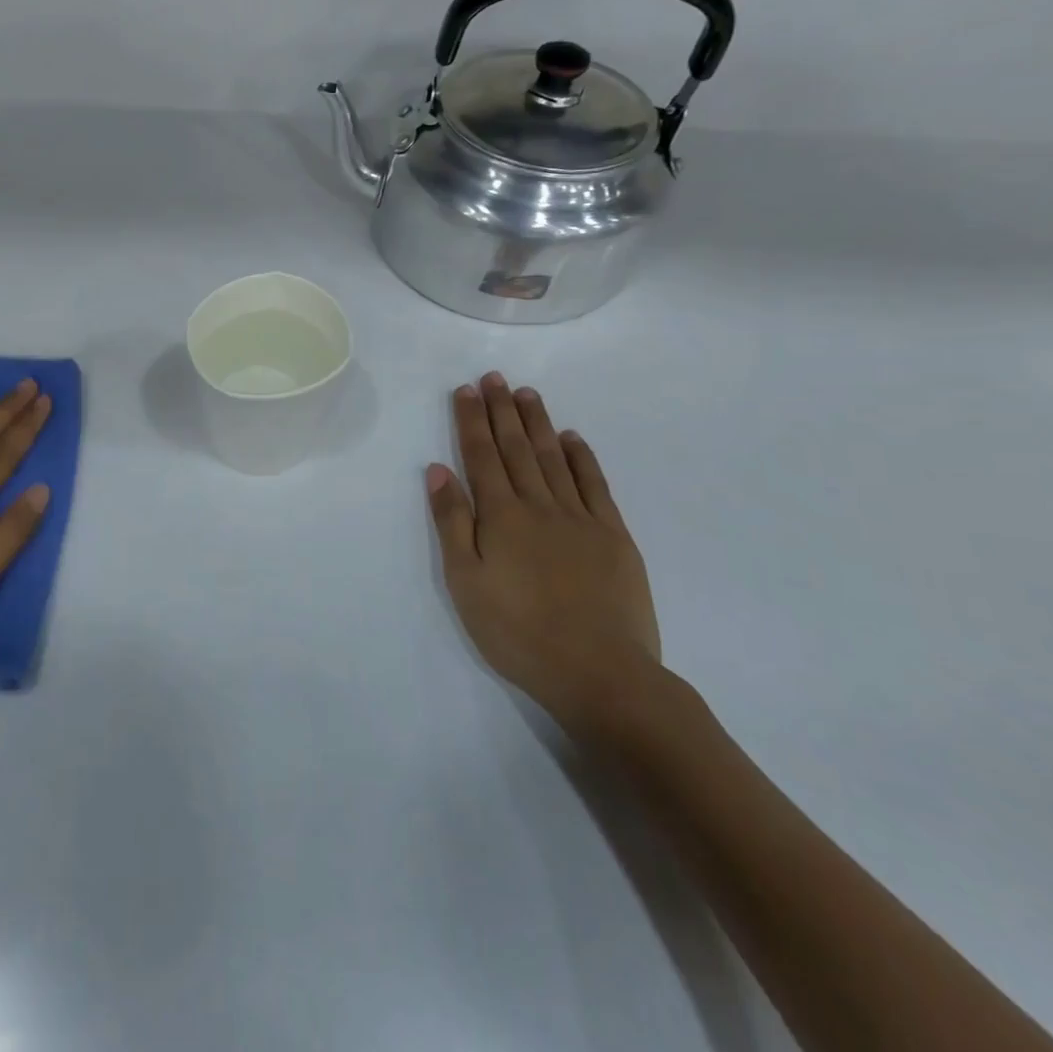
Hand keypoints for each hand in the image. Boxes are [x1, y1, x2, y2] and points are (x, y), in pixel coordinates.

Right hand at [426, 372, 660, 732]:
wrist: (600, 674)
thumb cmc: (518, 632)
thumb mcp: (465, 582)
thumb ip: (451, 522)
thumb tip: (438, 470)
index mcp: (500, 516)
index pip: (481, 456)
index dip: (472, 420)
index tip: (466, 389)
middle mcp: (539, 506)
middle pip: (516, 448)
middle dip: (502, 410)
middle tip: (495, 377)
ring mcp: (581, 519)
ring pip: (553, 459)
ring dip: (537, 423)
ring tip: (526, 394)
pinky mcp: (614, 537)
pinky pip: (595, 486)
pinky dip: (581, 458)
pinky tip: (571, 439)